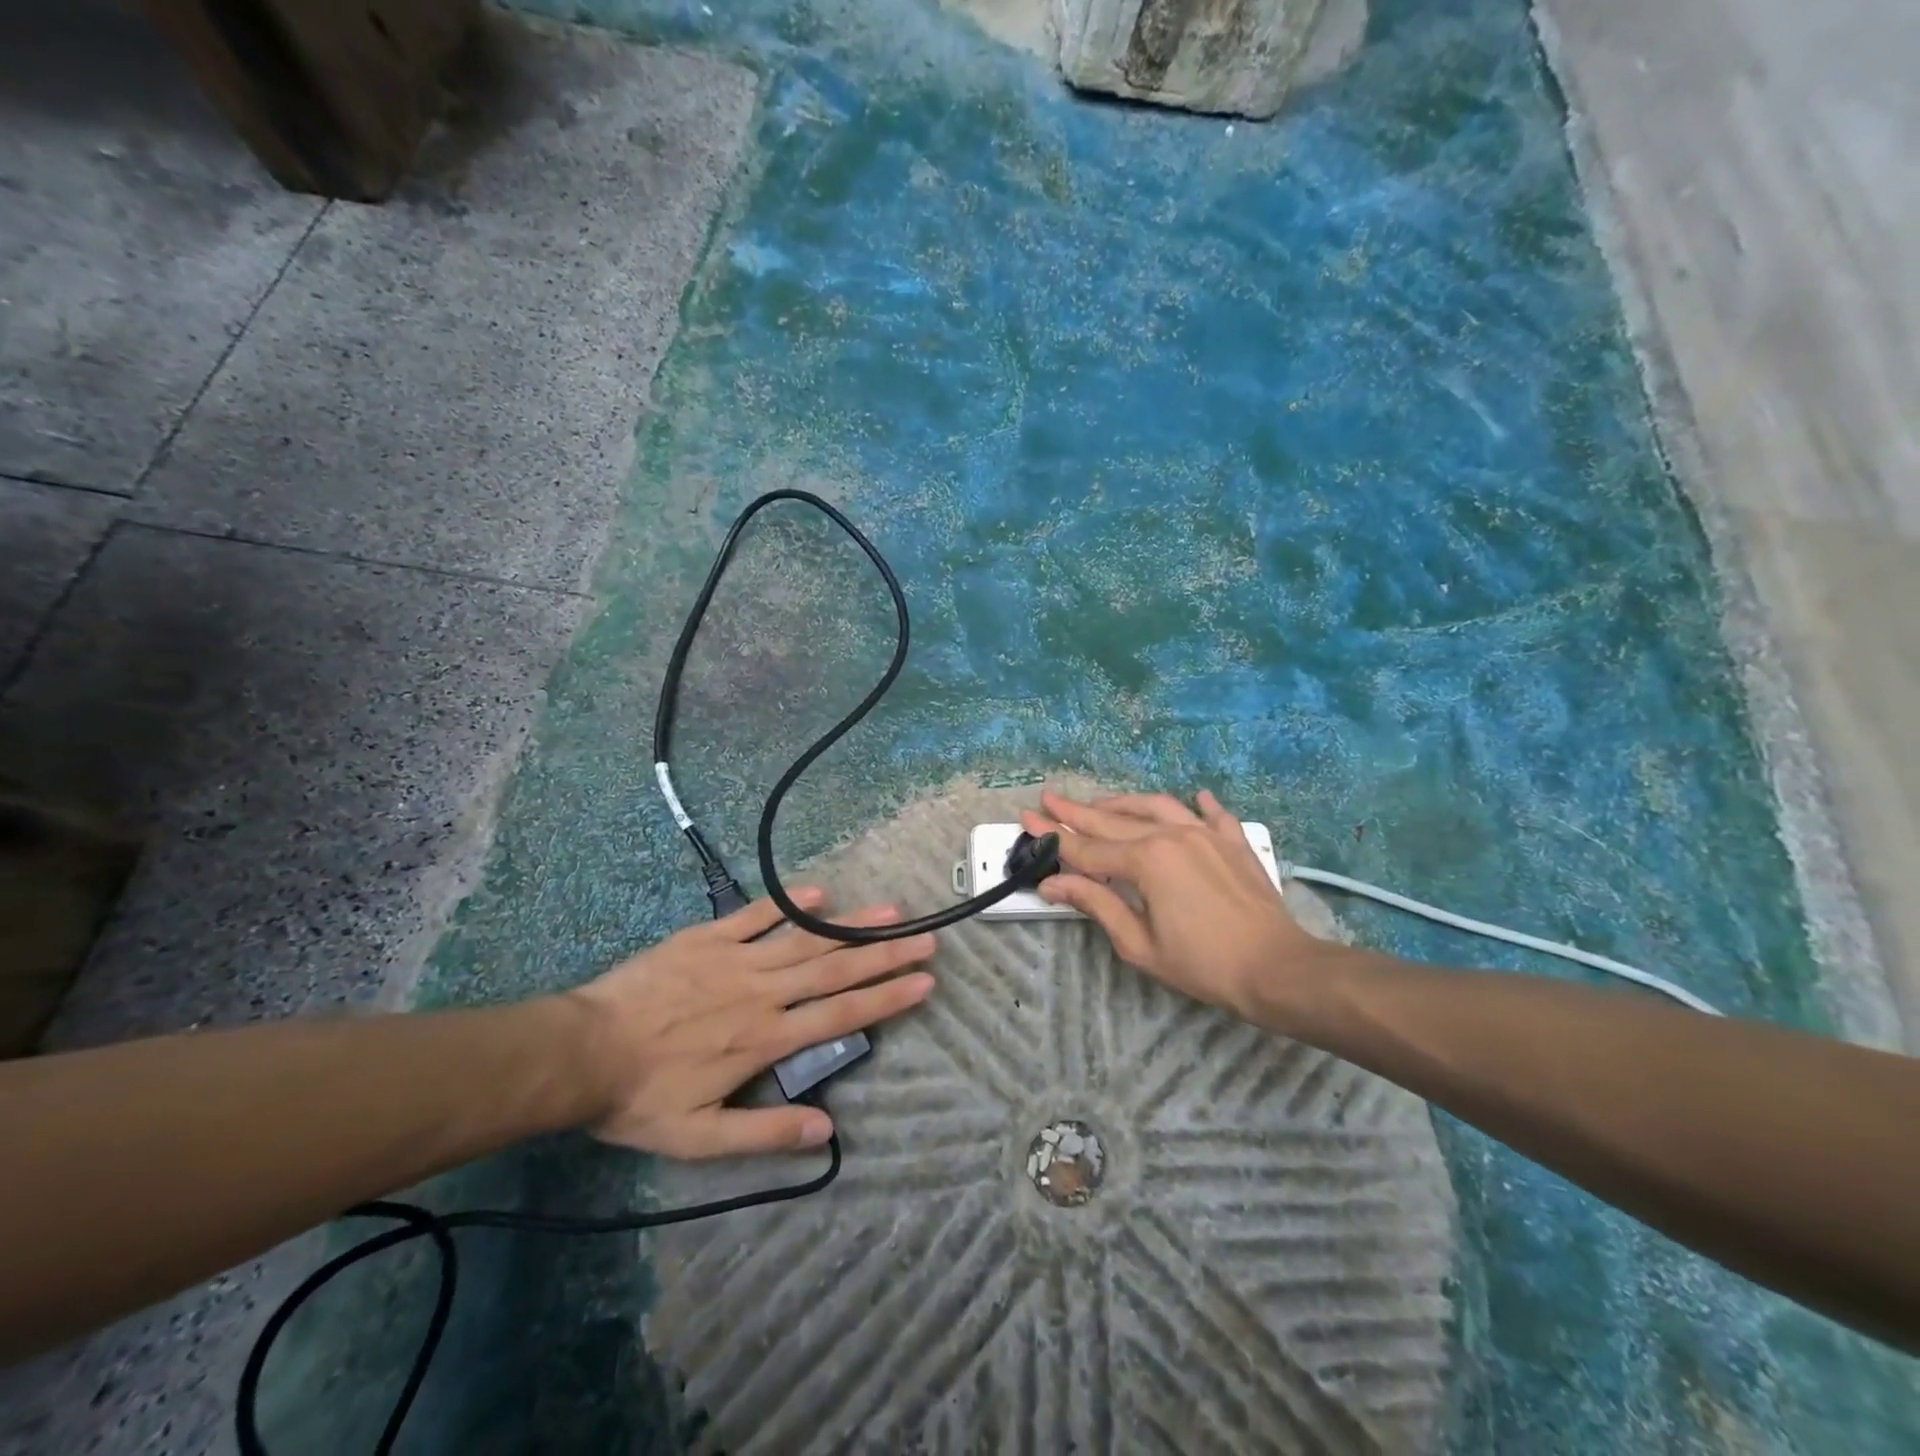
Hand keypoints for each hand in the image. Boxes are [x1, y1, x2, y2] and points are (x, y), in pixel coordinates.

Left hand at [565, 888, 933, 1158]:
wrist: (580, 1051)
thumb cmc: (642, 1097)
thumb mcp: (700, 1138)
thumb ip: (764, 1135)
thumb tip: (828, 1132)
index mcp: (765, 1038)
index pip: (840, 1015)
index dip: (886, 998)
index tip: (924, 983)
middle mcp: (762, 992)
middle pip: (835, 969)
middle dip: (886, 954)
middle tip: (926, 938)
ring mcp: (736, 958)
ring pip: (805, 938)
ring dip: (851, 925)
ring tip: (891, 911)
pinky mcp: (708, 937)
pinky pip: (754, 915)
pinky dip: (787, 903)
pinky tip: (818, 893)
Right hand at [1020, 790, 1341, 1024]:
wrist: (1277, 968)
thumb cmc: (1202, 964)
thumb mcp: (1139, 943)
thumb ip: (1097, 905)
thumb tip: (1054, 883)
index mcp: (1145, 861)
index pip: (1086, 848)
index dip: (1054, 837)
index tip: (1027, 819)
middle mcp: (1171, 835)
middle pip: (1113, 821)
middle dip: (1077, 811)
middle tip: (1050, 798)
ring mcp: (1205, 834)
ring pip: (1156, 806)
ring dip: (1125, 803)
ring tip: (1103, 802)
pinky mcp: (1233, 842)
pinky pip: (1213, 814)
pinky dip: (1200, 804)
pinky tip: (1195, 796)